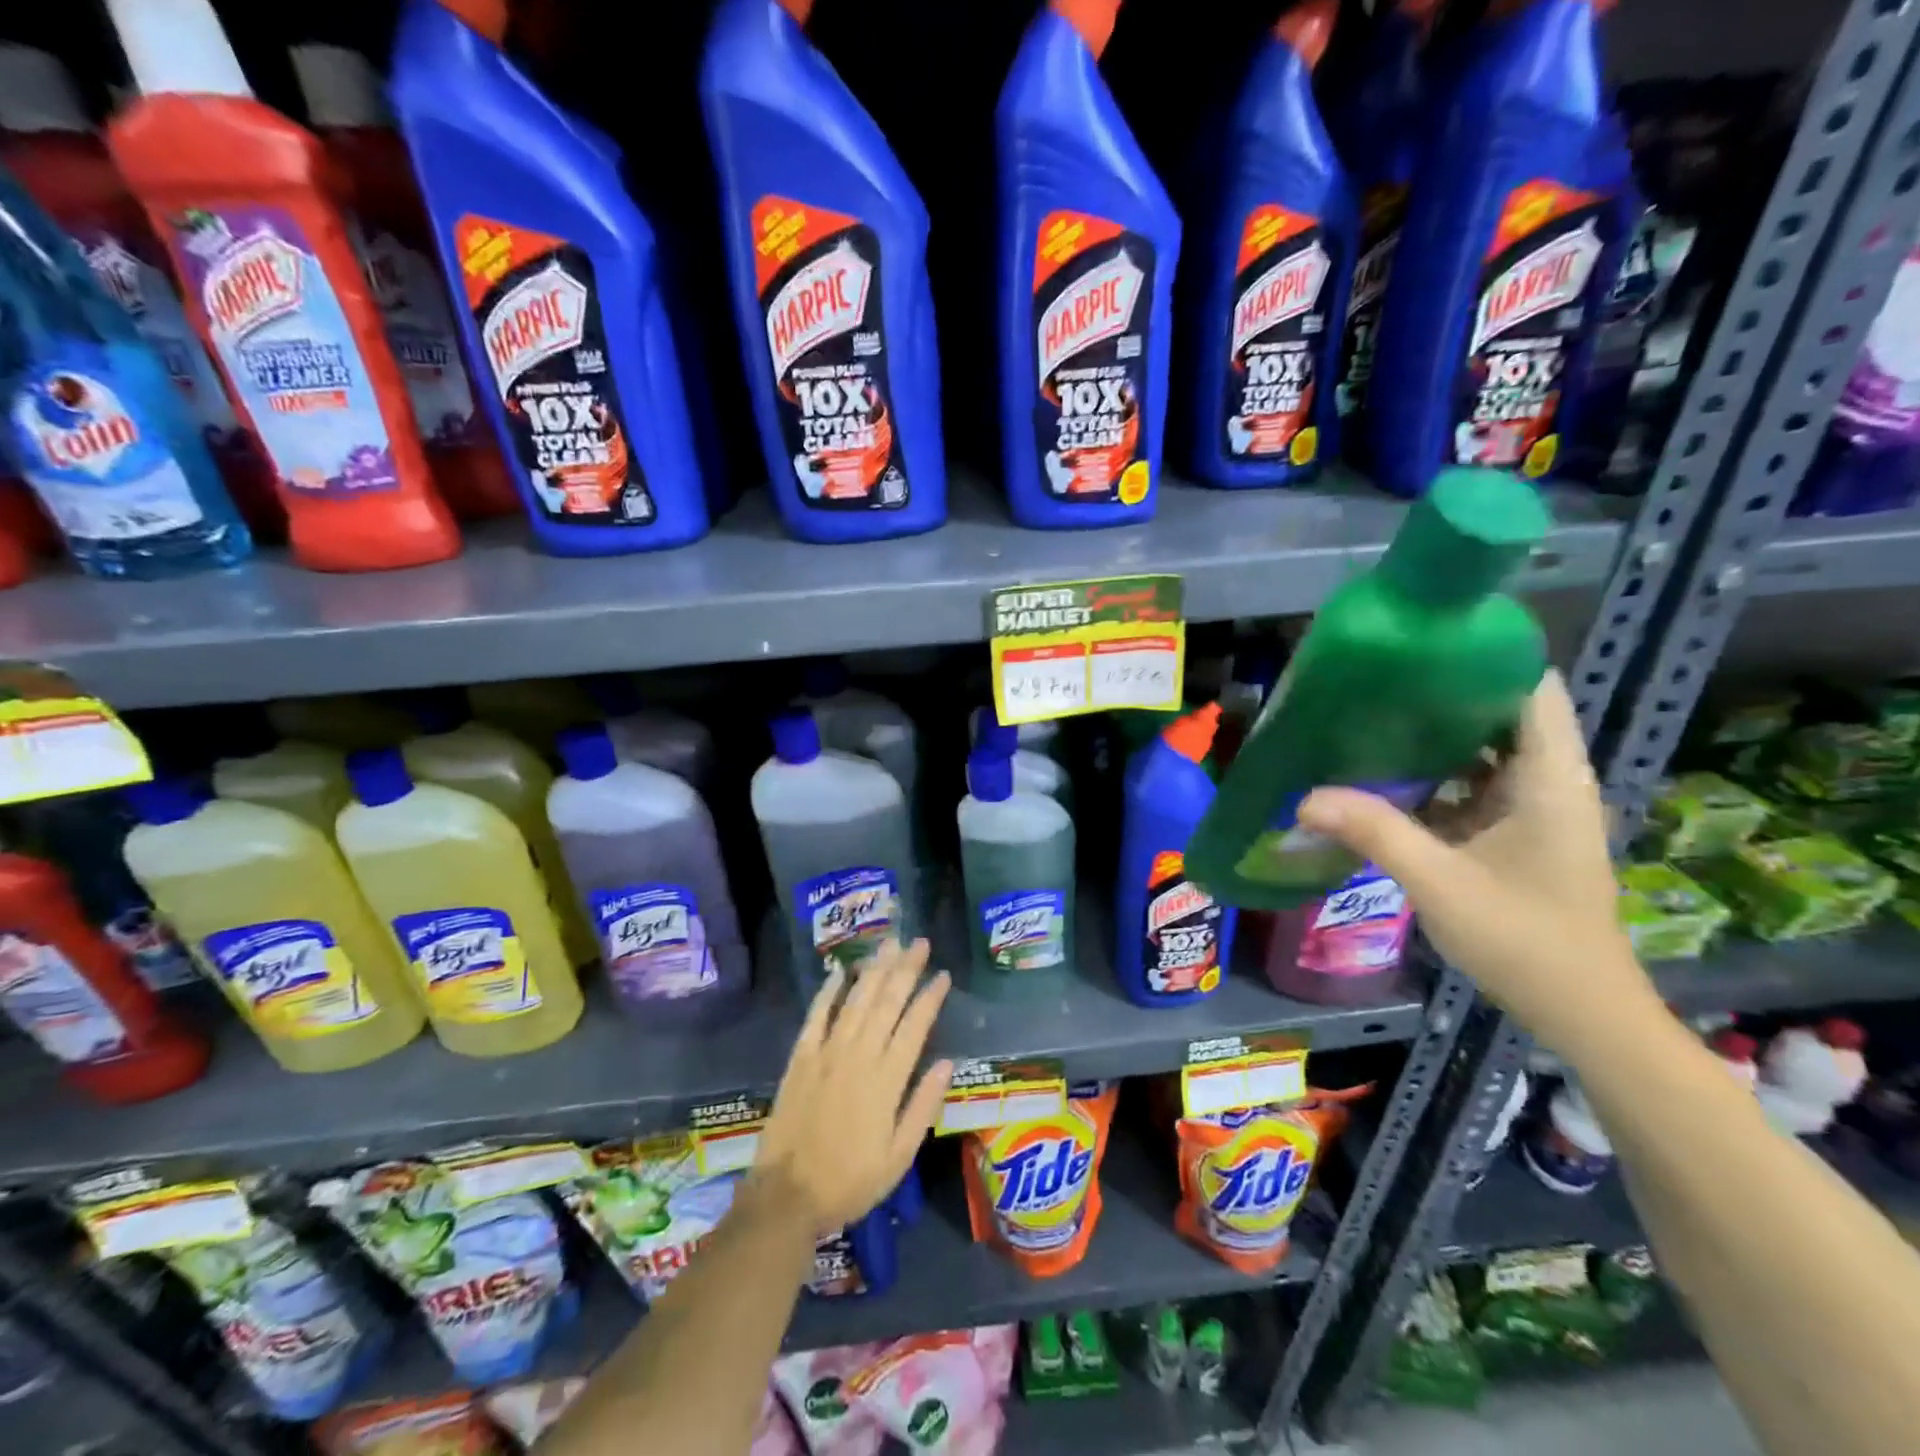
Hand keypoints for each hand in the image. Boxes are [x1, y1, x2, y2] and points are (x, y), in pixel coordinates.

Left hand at [753, 939, 952, 1235]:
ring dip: (874, 970)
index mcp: (886, 1081)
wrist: (786, 1197)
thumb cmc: (850, 1181)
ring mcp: (826, 1053)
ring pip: (856, 1001)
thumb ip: (923, 1107)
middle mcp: (858, 1056)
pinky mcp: (801, 1058)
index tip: (943, 974)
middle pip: (886, 1003)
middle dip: (905, 969)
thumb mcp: (899, 1156)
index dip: (930, 997)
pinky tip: (841, 971)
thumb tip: (947, 1063)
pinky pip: (817, 1015)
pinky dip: (829, 991)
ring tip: (889, 944)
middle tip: (919, 942)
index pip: (914, 1027)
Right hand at [1295, 670, 1657, 1052]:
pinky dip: (1432, 774)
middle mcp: (1546, 780)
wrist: (1580, 1011)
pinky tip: (1382, 775)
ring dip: (1430, 735)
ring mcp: (1531, 807)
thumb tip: (1304, 797)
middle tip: (1371, 681)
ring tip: (1367, 716)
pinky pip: (1470, 783)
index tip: (1416, 644)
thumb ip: (1374, 832)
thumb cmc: (1525, 940)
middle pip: (1498, 711)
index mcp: (1549, 776)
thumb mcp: (1439, 882)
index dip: (1480, 657)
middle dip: (1439, 693)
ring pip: (1481, 748)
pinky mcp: (1514, 831)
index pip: (1528, 686)